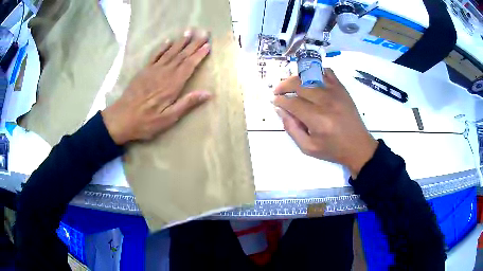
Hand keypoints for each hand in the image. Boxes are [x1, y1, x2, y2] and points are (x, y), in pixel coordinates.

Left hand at [102, 30, 211, 144]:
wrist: (122, 118)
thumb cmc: (147, 121)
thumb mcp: (169, 118)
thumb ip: (187, 103)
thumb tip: (208, 93)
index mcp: (172, 85)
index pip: (189, 65)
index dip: (199, 54)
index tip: (208, 45)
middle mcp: (164, 73)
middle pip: (182, 56)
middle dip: (194, 44)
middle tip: (204, 33)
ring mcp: (153, 70)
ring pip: (170, 52)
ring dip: (180, 42)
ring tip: (189, 32)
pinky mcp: (144, 71)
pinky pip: (155, 55)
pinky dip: (163, 47)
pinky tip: (168, 41)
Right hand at [273, 68, 377, 177]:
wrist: (358, 146)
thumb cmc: (332, 149)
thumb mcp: (307, 147)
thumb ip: (291, 128)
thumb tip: (280, 110)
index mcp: (317, 119)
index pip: (292, 102)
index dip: (280, 100)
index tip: (274, 101)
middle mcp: (325, 101)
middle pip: (298, 84)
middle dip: (283, 86)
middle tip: (278, 91)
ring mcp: (335, 92)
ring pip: (310, 76)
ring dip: (296, 78)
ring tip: (290, 85)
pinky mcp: (342, 89)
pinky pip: (327, 72)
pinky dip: (316, 72)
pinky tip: (310, 79)